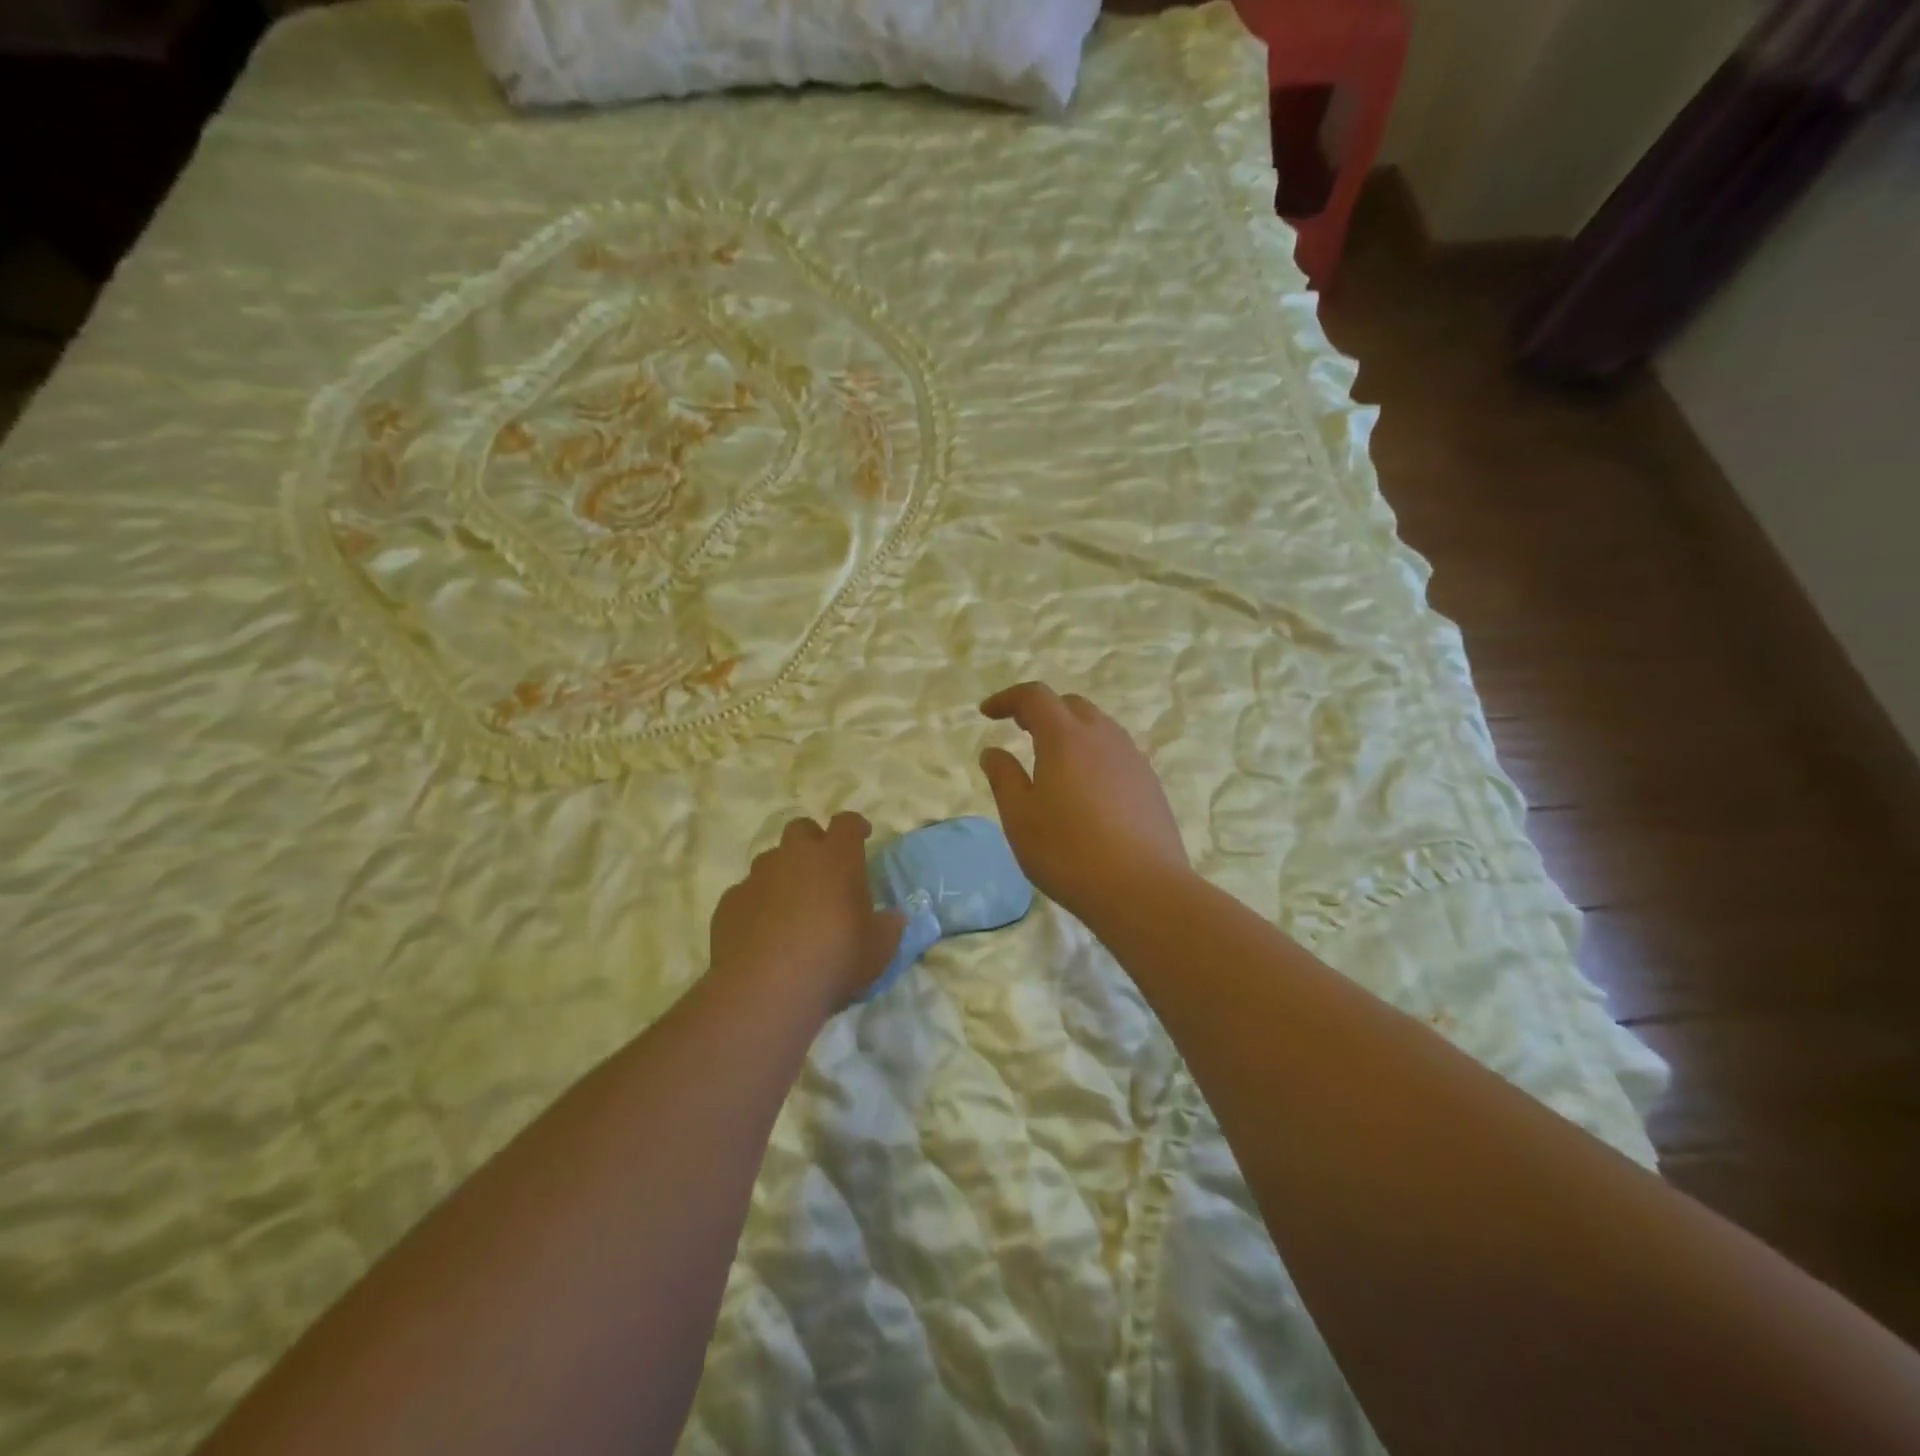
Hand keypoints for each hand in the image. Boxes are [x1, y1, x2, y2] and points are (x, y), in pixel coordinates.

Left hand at [709, 814, 907, 1012]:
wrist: (766, 990)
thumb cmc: (834, 960)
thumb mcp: (878, 950)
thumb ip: (888, 928)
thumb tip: (893, 918)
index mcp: (836, 859)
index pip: (847, 823)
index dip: (855, 827)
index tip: (862, 836)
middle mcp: (795, 857)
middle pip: (802, 829)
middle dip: (812, 841)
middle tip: (822, 869)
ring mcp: (757, 877)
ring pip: (770, 860)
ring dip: (783, 873)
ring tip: (791, 906)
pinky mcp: (729, 902)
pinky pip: (746, 893)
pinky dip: (757, 904)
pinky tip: (762, 932)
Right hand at [978, 682, 1190, 922]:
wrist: (1142, 889)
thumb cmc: (1068, 852)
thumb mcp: (1020, 817)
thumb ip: (1004, 778)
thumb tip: (993, 752)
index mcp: (1066, 738)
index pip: (1035, 697)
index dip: (1008, 699)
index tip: (988, 713)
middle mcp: (1103, 737)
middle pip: (1071, 705)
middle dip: (1042, 711)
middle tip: (1021, 731)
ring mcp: (1132, 759)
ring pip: (1098, 728)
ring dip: (1071, 731)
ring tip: (1053, 761)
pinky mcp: (1150, 784)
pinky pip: (1116, 753)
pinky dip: (1093, 755)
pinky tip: (1086, 790)